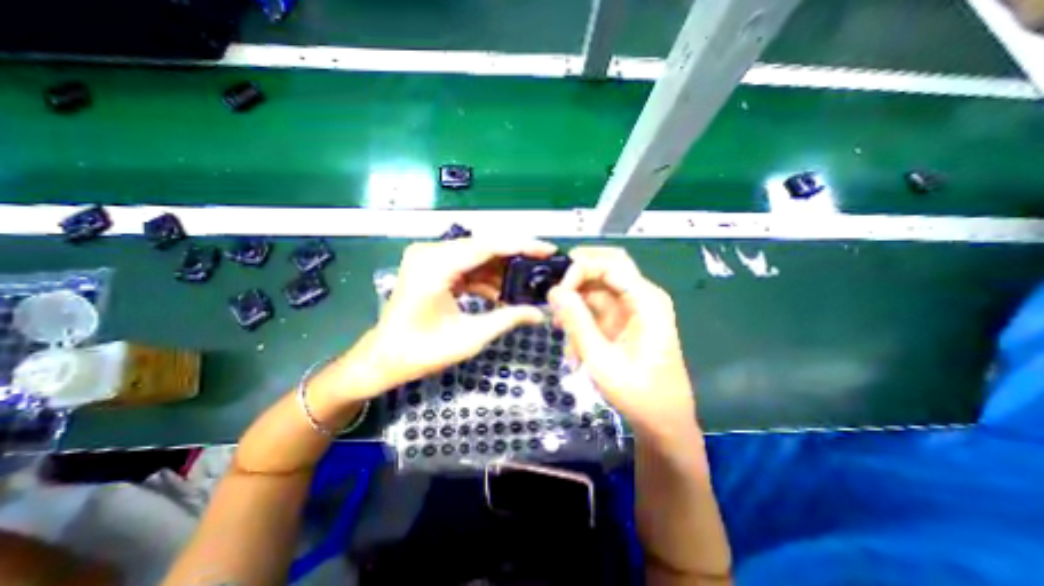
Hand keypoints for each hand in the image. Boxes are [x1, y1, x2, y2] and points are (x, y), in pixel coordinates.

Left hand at [357, 238, 559, 393]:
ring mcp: (430, 258)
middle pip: (484, 247)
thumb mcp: (470, 337)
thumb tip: (540, 313)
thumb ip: (507, 319)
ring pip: (478, 256)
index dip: (522, 246)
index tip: (548, 250)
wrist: (384, 358)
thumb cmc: (421, 351)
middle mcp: (431, 252)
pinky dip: (486, 278)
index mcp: (435, 265)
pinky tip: (502, 293)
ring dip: (502, 271)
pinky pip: (467, 266)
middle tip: (543, 267)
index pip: (488, 246)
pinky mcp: (433, 266)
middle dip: (515, 258)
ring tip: (527, 284)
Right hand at [548, 244, 699, 441]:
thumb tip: (554, 291)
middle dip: (578, 275)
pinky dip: (581, 320)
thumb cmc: (637, 393)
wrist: (663, 421)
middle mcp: (642, 296)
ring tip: (560, 329)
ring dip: (576, 302)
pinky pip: (596, 307)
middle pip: (606, 266)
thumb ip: (577, 322)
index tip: (557, 294)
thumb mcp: (600, 359)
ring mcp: (632, 308)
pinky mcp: (623, 320)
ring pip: (598, 287)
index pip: (610, 264)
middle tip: (554, 294)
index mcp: (646, 300)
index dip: (580, 270)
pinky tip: (572, 347)